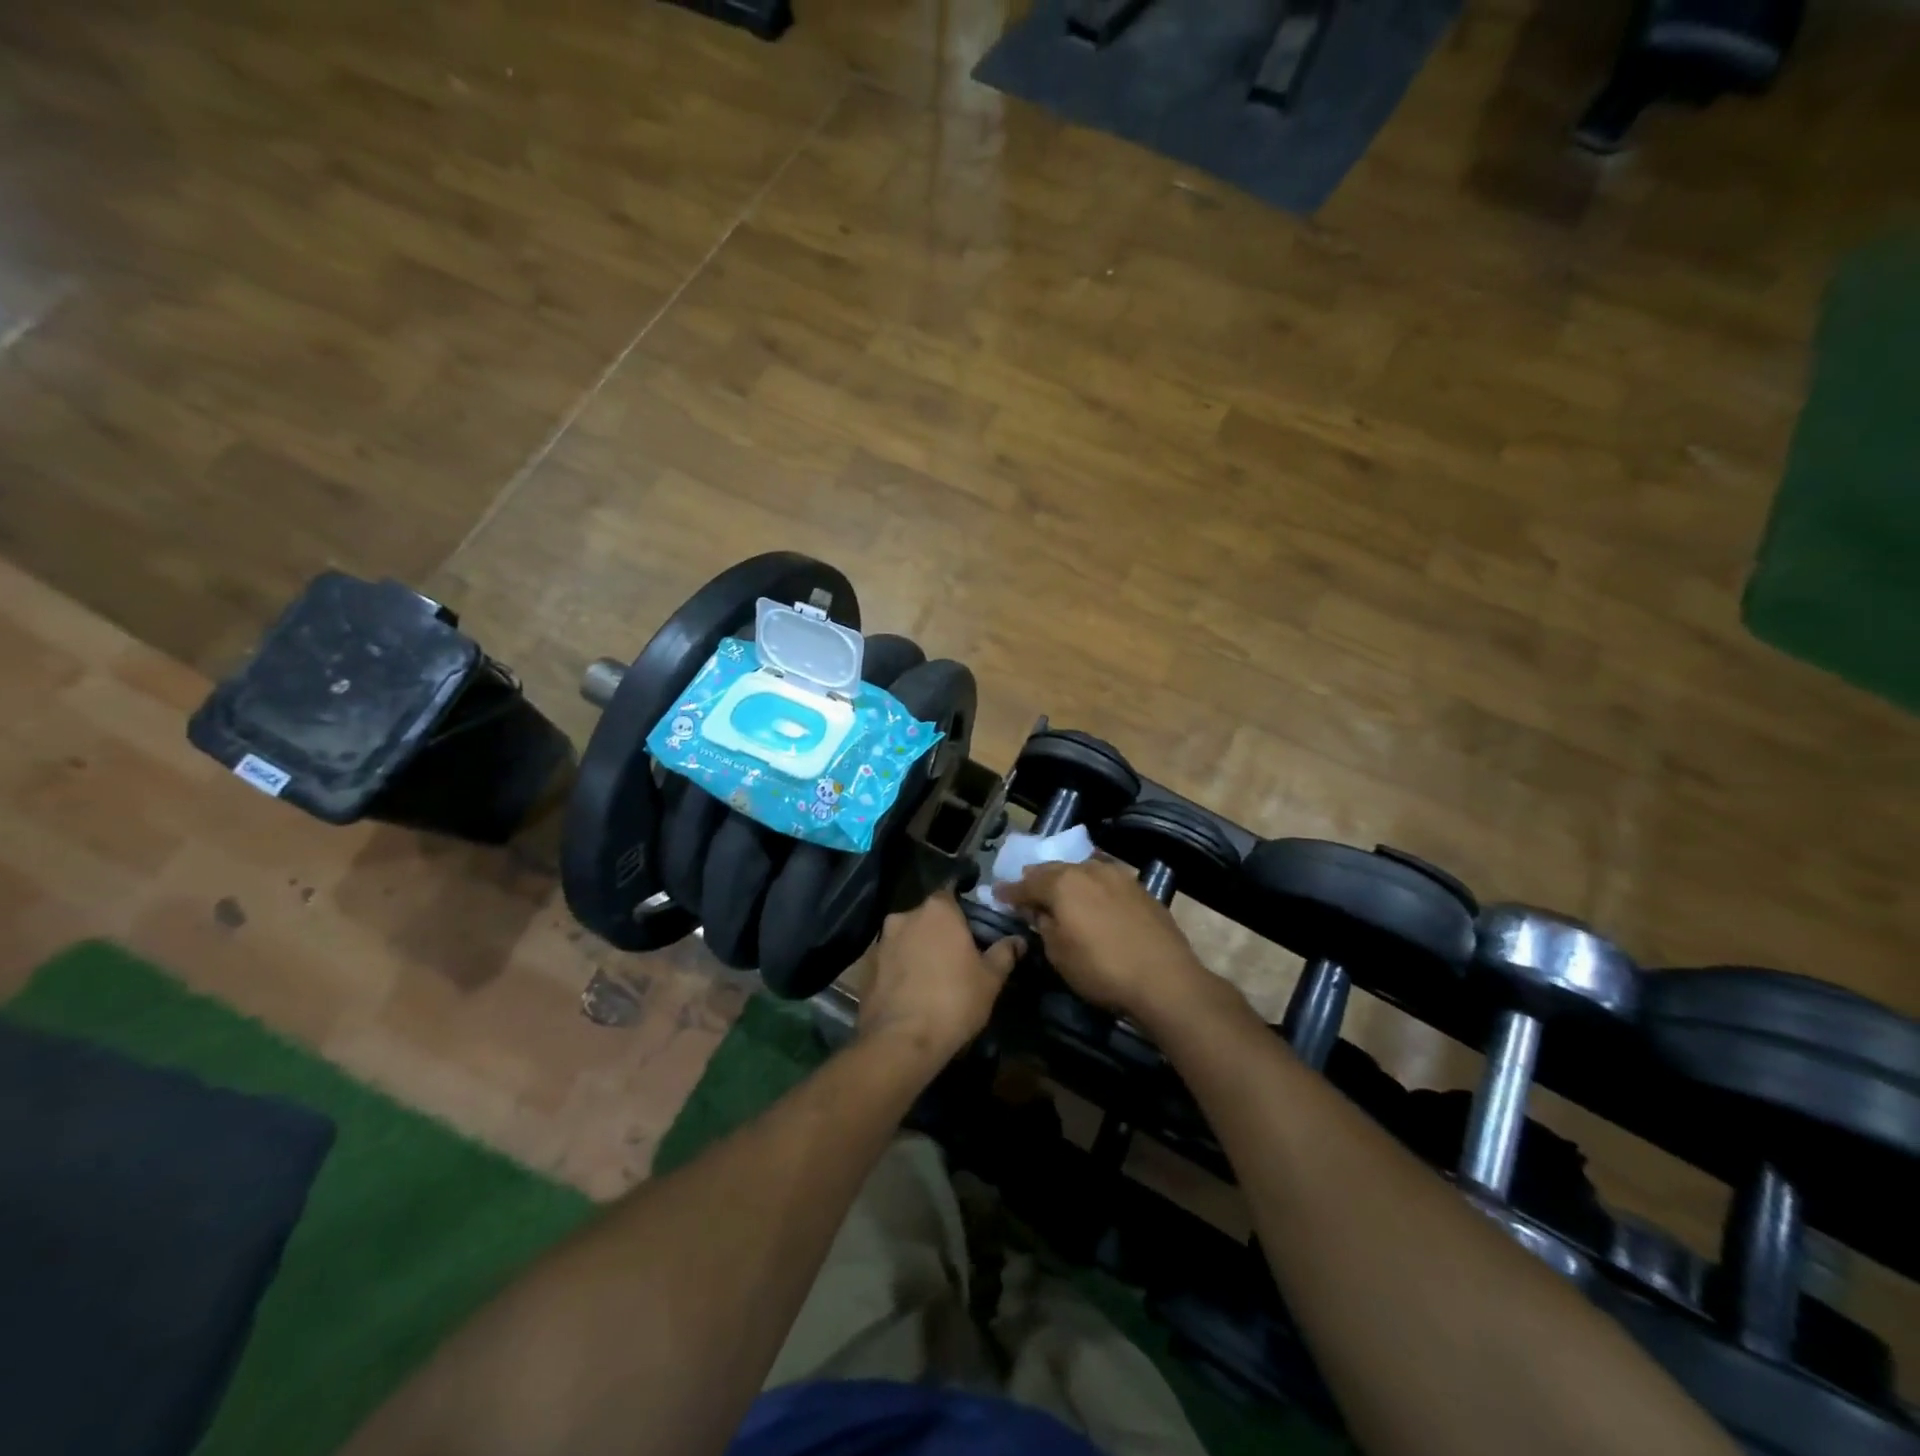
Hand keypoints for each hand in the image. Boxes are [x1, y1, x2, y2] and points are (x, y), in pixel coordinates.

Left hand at [858, 891, 1020, 1063]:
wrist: (901, 1041)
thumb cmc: (954, 1000)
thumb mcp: (991, 979)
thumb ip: (1004, 953)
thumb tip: (1018, 940)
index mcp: (937, 910)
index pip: (951, 894)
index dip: (962, 911)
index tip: (972, 930)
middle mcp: (904, 916)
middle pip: (926, 918)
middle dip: (938, 932)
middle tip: (955, 958)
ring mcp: (880, 942)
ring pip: (905, 939)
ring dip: (917, 951)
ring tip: (932, 979)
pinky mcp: (865, 968)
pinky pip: (889, 962)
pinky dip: (899, 971)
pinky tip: (910, 994)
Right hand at [999, 858, 1213, 1022]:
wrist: (1164, 979)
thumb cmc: (1101, 969)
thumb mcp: (1059, 954)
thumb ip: (1043, 925)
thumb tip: (1038, 911)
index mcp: (1062, 883)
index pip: (1026, 884)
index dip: (1009, 891)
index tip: (997, 894)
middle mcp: (1089, 870)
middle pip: (1054, 870)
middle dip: (1037, 879)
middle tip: (1026, 889)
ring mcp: (1118, 876)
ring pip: (1083, 870)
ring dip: (1067, 879)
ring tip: (1060, 891)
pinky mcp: (1140, 889)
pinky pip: (1105, 880)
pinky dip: (1092, 886)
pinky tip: (1093, 899)